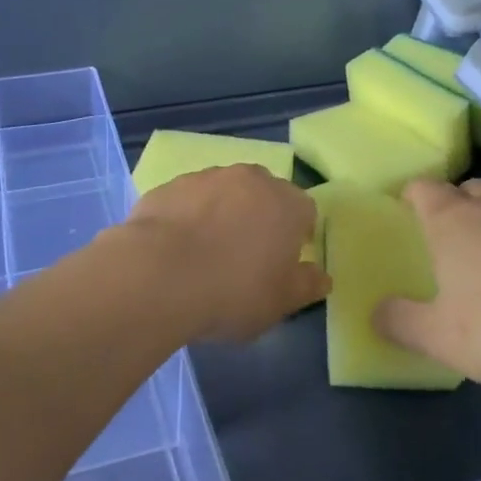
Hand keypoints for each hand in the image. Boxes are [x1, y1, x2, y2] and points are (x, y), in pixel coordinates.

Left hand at [124, 165, 330, 342]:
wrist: (158, 275)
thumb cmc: (233, 292)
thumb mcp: (280, 302)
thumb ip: (306, 285)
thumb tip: (322, 276)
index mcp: (287, 204)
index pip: (305, 211)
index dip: (298, 235)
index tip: (285, 261)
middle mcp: (250, 179)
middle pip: (264, 193)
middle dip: (261, 217)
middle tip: (247, 255)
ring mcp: (206, 177)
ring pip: (224, 192)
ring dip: (222, 213)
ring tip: (206, 252)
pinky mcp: (169, 186)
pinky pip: (188, 200)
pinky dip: (188, 217)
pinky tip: (175, 249)